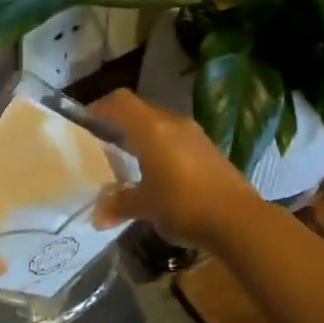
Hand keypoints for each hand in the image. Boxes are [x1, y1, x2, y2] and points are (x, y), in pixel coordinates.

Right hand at [91, 90, 262, 250]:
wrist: (238, 220)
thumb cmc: (183, 205)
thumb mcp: (146, 207)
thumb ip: (120, 205)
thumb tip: (97, 217)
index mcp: (152, 129)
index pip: (120, 102)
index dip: (100, 108)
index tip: (85, 123)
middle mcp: (173, 123)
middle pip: (140, 111)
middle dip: (120, 123)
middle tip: (104, 143)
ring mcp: (195, 135)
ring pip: (160, 125)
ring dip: (143, 136)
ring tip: (129, 159)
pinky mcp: (209, 150)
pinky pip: (177, 139)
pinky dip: (162, 148)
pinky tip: (159, 173)